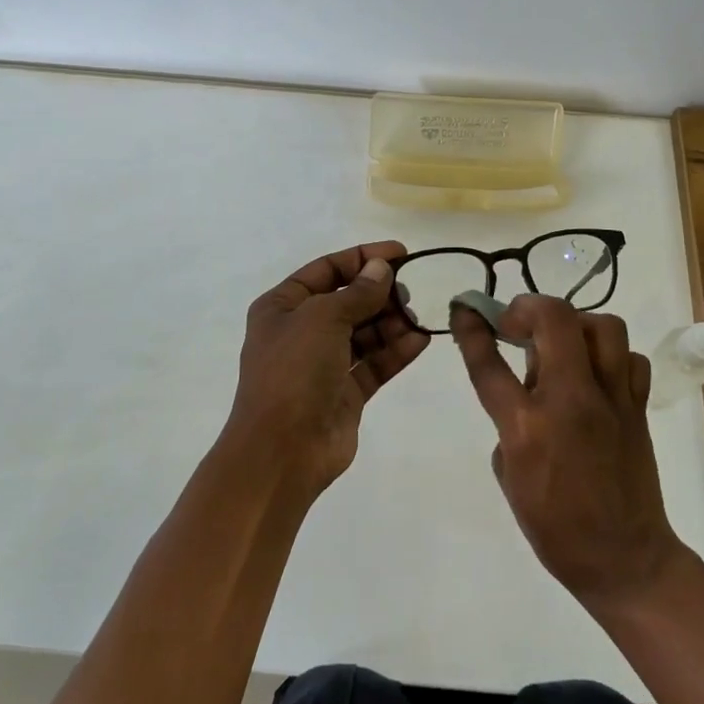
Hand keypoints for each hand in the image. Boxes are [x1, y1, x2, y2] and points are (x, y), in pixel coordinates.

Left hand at [224, 242, 429, 498]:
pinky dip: (396, 351)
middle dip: (378, 293)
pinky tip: (420, 341)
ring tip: (414, 318)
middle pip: (347, 300)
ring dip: (390, 322)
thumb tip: (381, 269)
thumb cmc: (294, 372)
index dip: (362, 258)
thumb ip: (357, 292)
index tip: (401, 253)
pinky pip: (374, 363)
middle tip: (407, 292)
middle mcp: (301, 331)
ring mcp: (323, 364)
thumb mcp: (323, 318)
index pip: (326, 270)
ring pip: (364, 333)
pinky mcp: (345, 393)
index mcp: (282, 307)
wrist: (282, 451)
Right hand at [452, 295, 684, 610]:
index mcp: (527, 427)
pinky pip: (630, 359)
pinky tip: (596, 374)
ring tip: (562, 344)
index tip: (464, 307)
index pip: (490, 363)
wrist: (624, 559)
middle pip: (554, 319)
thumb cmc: (555, 528)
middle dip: (528, 307)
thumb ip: (508, 424)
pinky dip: (610, 356)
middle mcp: (571, 401)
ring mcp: (612, 400)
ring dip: (575, 324)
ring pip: (603, 326)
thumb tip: (523, 392)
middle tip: (517, 324)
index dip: (472, 328)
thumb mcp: (509, 476)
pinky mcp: (639, 407)